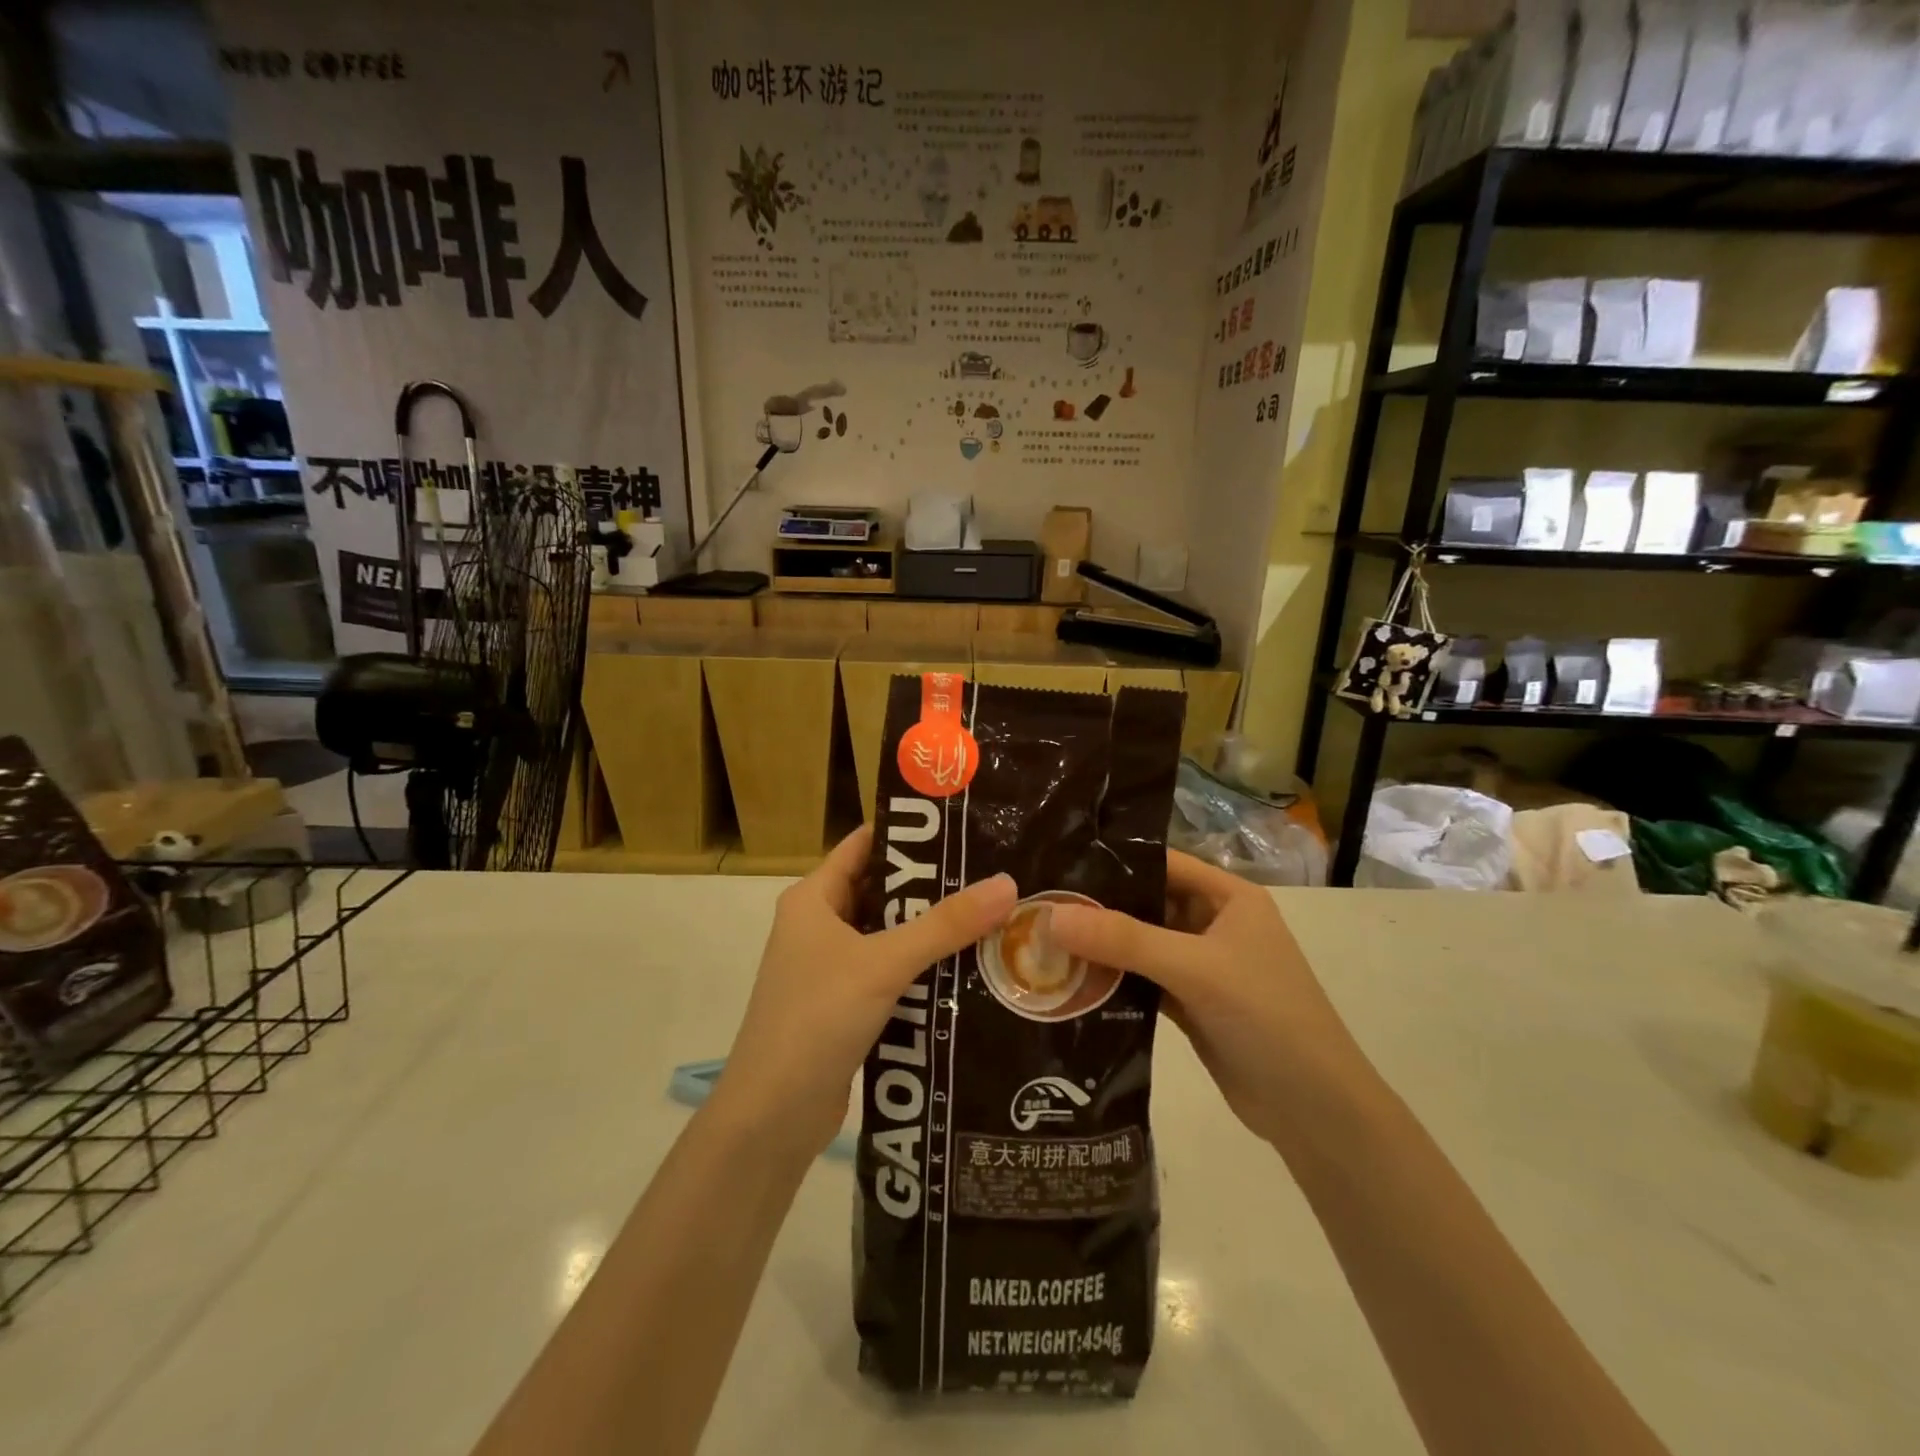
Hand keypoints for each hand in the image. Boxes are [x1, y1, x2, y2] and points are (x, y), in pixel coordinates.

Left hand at [713, 825, 1016, 1155]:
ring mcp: (830, 968)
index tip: (963, 825)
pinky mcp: (845, 1006)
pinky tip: (968, 968)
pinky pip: (890, 973)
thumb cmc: (816, 1019)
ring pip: (889, 935)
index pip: (864, 845)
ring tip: (992, 914)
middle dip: (932, 884)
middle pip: (882, 890)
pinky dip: (923, 968)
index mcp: (813, 899)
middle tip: (991, 872)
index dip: (909, 833)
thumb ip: (945, 925)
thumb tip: (1007, 883)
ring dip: (932, 930)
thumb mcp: (883, 964)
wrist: (772, 1118)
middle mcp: (819, 926)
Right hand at [1048, 850, 1364, 1147]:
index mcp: (1229, 897)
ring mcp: (1201, 966)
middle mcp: (1214, 923)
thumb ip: (1124, 939)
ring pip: (1139, 944)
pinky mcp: (1189, 1004)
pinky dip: (1111, 980)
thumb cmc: (1267, 1017)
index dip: (1114, 859)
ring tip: (1039, 938)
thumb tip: (1051, 916)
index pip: (1162, 863)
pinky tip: (1068, 980)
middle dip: (1098, 906)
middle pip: (1146, 903)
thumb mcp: (1196, 968)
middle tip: (1037, 904)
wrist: (1315, 1112)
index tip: (1058, 861)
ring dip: (1100, 946)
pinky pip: (1140, 980)